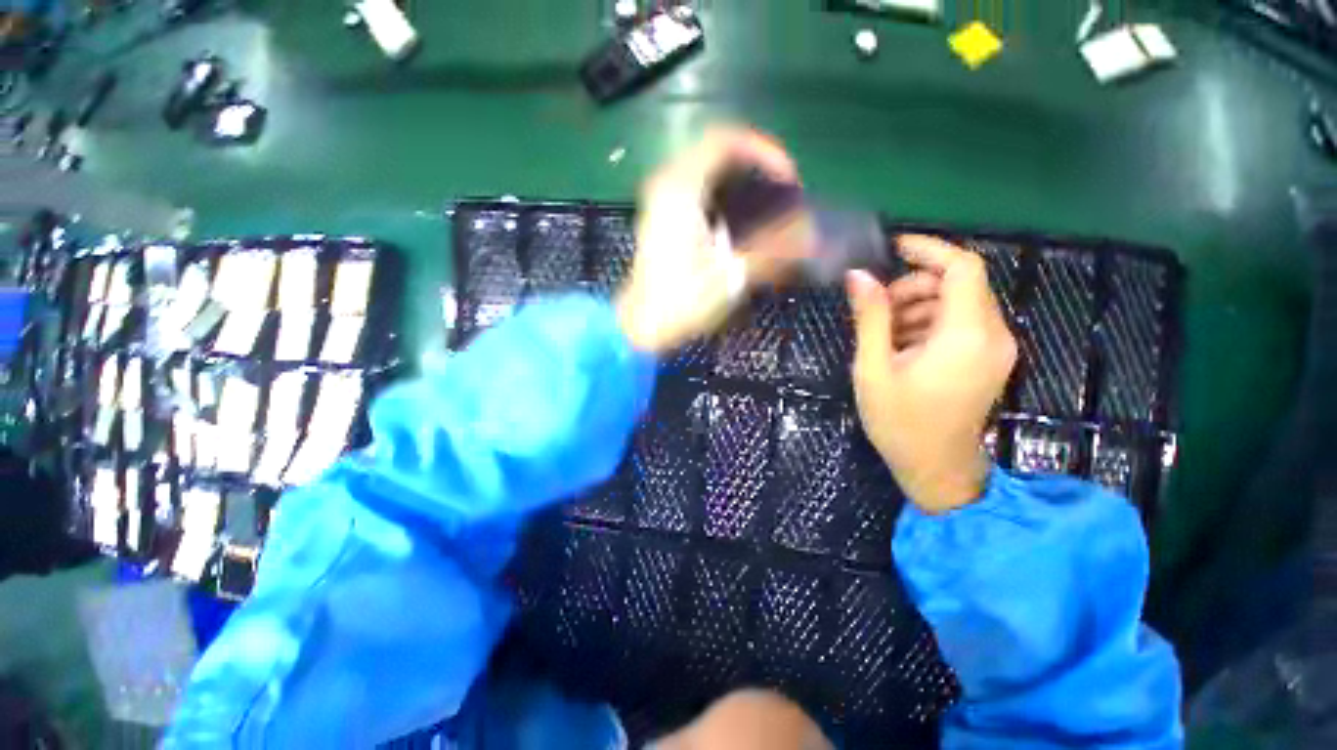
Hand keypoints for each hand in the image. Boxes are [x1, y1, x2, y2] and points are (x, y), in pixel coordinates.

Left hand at [617, 127, 798, 354]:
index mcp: (680, 189)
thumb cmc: (680, 303)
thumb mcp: (731, 276)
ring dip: (739, 183)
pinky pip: (698, 192)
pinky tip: (740, 224)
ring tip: (767, 207)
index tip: (788, 179)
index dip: (764, 151)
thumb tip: (812, 236)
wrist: (640, 328)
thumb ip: (773, 251)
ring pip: (706, 173)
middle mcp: (667, 185)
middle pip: (717, 154)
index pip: (726, 140)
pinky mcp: (662, 221)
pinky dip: (723, 198)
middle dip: (755, 167)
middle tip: (782, 192)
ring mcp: (660, 203)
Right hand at [847, 235, 1016, 513]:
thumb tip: (858, 276)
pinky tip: (902, 346)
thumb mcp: (874, 368)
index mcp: (965, 336)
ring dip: (919, 306)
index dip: (929, 249)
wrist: (937, 469)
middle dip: (914, 286)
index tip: (893, 248)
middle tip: (876, 308)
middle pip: (959, 284)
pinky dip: (930, 323)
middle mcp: (992, 335)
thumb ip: (870, 318)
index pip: (962, 268)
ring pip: (958, 302)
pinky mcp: (989, 359)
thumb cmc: (900, 422)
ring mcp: (995, 348)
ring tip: (884, 333)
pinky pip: (961, 323)